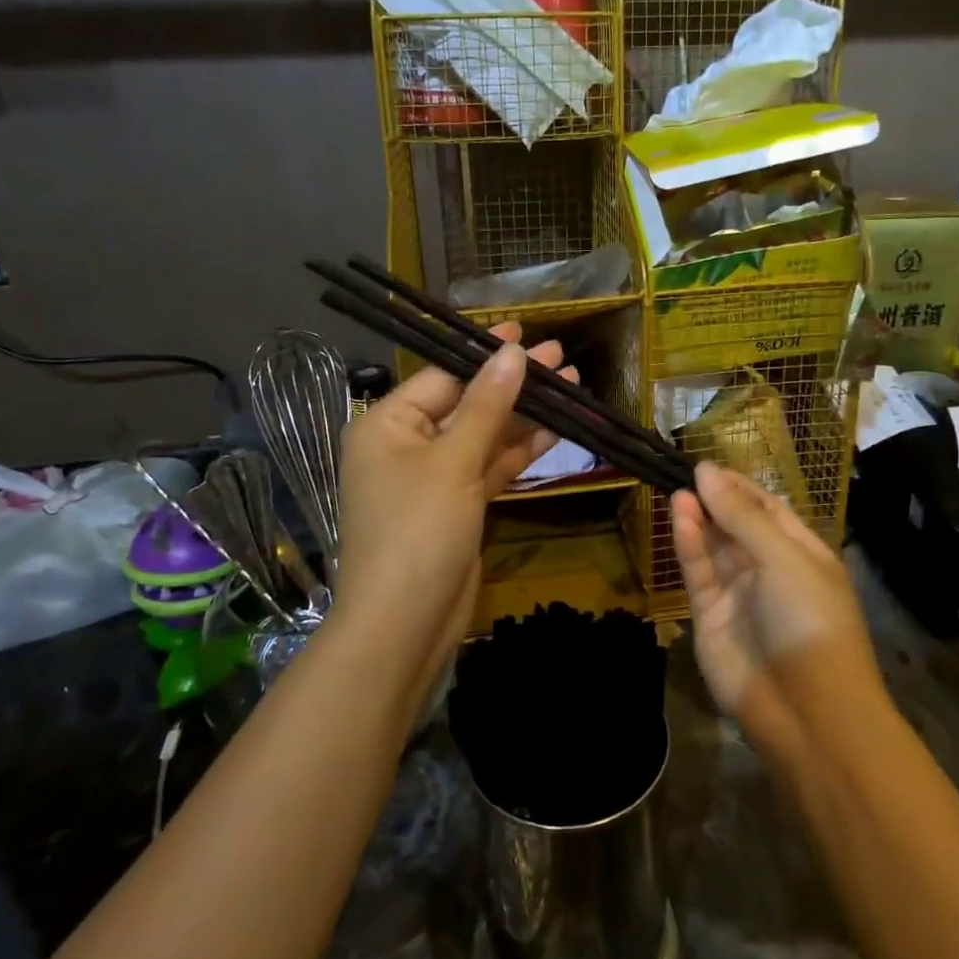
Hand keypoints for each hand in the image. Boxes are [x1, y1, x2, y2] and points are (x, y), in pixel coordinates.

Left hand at [334, 325, 573, 696]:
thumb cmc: (418, 531)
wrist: (405, 625)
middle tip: (560, 358)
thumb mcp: (453, 462)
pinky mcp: (457, 506)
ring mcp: (434, 479)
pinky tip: (555, 431)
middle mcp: (407, 445)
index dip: (485, 354)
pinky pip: (490, 468)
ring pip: (484, 436)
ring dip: (524, 416)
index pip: (443, 376)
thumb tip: (513, 352)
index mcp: (388, 425)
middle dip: (513, 384)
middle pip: (468, 404)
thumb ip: (487, 406)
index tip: (525, 332)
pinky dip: (519, 452)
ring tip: (571, 387)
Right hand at [671, 462, 882, 748]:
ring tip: (678, 491)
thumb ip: (741, 515)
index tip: (708, 464)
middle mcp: (769, 569)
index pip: (767, 508)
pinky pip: (698, 572)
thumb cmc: (809, 620)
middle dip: (715, 499)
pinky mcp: (710, 616)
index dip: (739, 486)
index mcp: (802, 553)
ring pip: (714, 547)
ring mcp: (738, 594)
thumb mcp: (783, 558)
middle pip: (737, 525)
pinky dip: (689, 545)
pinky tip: (679, 517)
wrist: (807, 710)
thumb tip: (706, 471)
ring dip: (698, 518)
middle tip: (685, 473)